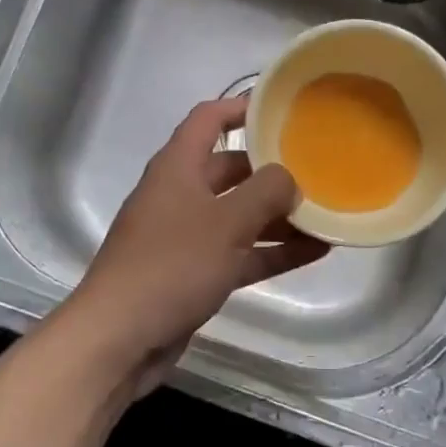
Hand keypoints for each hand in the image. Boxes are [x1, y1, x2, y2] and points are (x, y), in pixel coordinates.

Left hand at [58, 98, 328, 394]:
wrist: (119, 339)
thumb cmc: (171, 265)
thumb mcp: (226, 223)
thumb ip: (265, 193)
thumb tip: (289, 178)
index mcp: (178, 167)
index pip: (209, 119)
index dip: (241, 107)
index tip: (281, 108)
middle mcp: (181, 194)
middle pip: (231, 169)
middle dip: (271, 170)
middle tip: (317, 169)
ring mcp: (186, 235)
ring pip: (239, 215)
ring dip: (278, 216)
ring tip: (326, 213)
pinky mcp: (194, 273)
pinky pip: (239, 252)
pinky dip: (271, 251)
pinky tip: (314, 251)